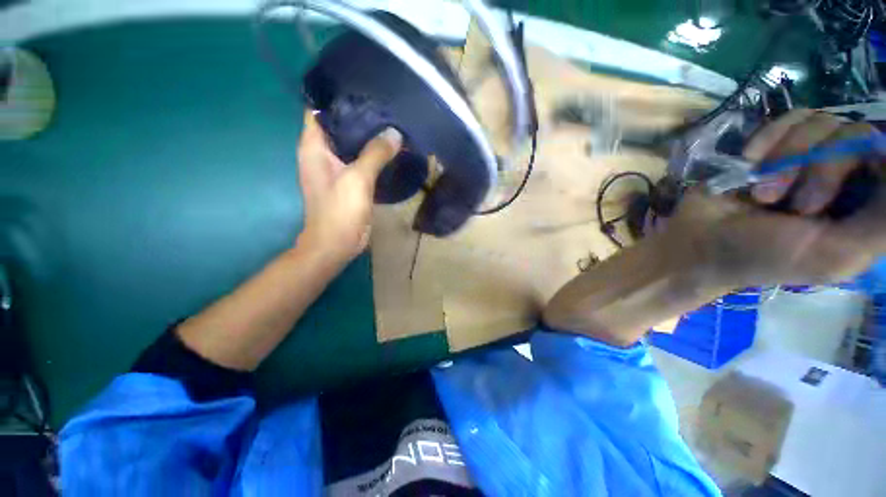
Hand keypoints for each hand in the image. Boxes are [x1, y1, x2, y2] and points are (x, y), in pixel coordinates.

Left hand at [296, 110, 401, 264]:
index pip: (320, 110)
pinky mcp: (349, 182)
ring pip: (351, 145)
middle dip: (359, 117)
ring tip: (391, 124)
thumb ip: (375, 153)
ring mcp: (336, 169)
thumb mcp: (358, 179)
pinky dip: (372, 155)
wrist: (337, 244)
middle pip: (339, 126)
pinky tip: (389, 150)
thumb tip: (395, 133)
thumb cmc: (339, 210)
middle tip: (385, 107)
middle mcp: (322, 154)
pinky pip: (360, 161)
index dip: (338, 99)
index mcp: (314, 147)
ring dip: (367, 137)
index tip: (363, 90)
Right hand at [668, 109, 885, 289]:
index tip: (847, 176)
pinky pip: (791, 117)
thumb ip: (879, 226)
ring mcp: (809, 153)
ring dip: (787, 158)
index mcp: (864, 203)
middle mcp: (844, 172)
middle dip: (821, 167)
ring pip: (821, 121)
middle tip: (794, 205)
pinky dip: (770, 137)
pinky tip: (749, 160)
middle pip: (857, 135)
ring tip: (761, 193)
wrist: (700, 243)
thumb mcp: (833, 256)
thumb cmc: (765, 256)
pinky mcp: (776, 142)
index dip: (875, 156)